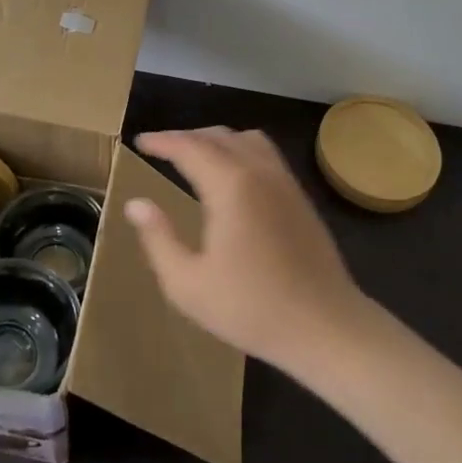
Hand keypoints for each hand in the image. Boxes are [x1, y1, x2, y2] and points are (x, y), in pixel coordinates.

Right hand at [126, 127, 369, 371]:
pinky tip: (232, 173)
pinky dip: (239, 148)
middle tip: (160, 148)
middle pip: (217, 136)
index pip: (189, 147)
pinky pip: (265, 153)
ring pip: (245, 138)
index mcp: (230, 186)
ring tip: (194, 154)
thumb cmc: (251, 308)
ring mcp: (284, 181)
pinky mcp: (299, 196)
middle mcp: (259, 171)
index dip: (161, 141)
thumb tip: (136, 204)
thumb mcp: (188, 284)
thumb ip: (158, 239)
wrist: (325, 326)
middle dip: (185, 137)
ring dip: (215, 139)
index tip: (140, 142)